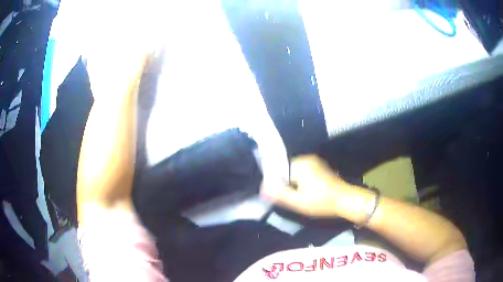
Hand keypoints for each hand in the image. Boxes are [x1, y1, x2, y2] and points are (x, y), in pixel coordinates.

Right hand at [261, 155, 353, 216]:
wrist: (346, 200)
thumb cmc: (322, 202)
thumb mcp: (298, 202)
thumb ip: (279, 194)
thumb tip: (262, 188)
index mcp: (300, 164)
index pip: (278, 170)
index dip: (276, 183)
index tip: (278, 196)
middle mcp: (306, 159)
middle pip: (286, 170)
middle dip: (284, 184)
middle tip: (290, 199)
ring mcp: (314, 162)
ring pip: (294, 172)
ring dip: (292, 184)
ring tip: (298, 197)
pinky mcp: (319, 167)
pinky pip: (303, 172)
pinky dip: (300, 182)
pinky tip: (306, 192)